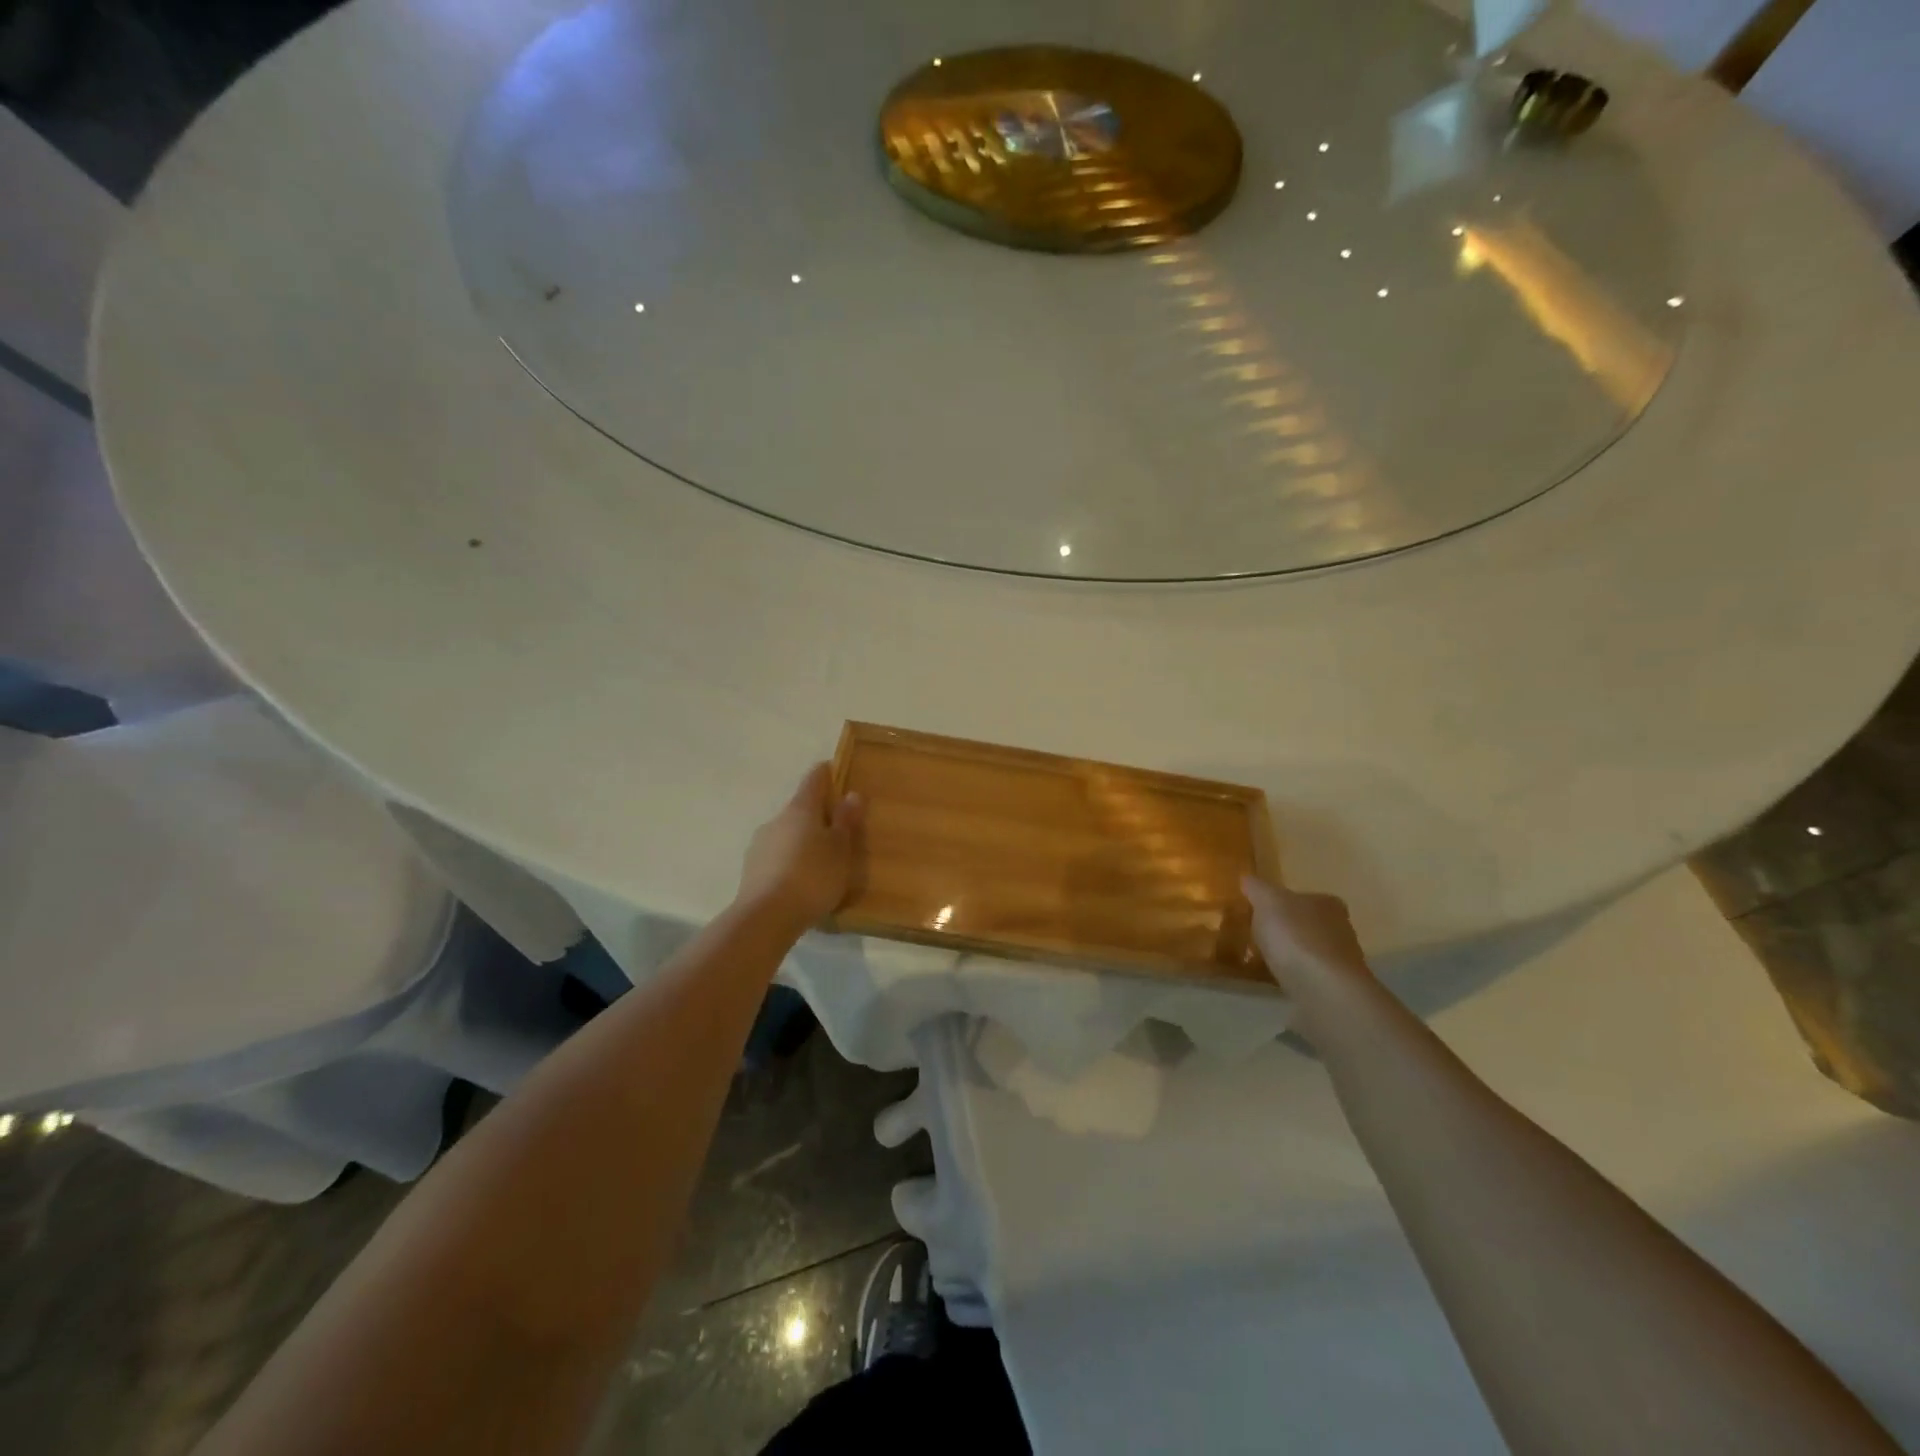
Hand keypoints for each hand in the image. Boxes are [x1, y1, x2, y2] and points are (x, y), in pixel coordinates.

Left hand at [736, 763, 863, 931]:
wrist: (766, 917)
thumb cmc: (812, 877)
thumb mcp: (840, 850)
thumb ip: (846, 821)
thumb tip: (851, 794)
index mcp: (801, 809)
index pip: (814, 779)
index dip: (826, 773)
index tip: (836, 771)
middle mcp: (777, 819)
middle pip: (800, 808)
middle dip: (817, 815)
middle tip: (838, 829)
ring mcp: (760, 844)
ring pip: (787, 834)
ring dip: (802, 840)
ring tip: (821, 861)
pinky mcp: (751, 869)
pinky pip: (777, 856)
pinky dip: (790, 861)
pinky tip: (801, 881)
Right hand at [1242, 876, 1378, 1040]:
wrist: (1323, 990)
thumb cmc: (1296, 936)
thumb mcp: (1268, 902)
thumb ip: (1257, 888)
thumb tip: (1247, 878)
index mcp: (1328, 904)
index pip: (1308, 898)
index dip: (1287, 903)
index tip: (1266, 912)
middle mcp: (1341, 930)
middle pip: (1311, 926)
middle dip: (1289, 931)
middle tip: (1261, 937)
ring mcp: (1341, 964)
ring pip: (1311, 954)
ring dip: (1293, 958)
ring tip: (1264, 962)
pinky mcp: (1335, 991)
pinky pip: (1309, 980)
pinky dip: (1295, 980)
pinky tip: (1277, 984)